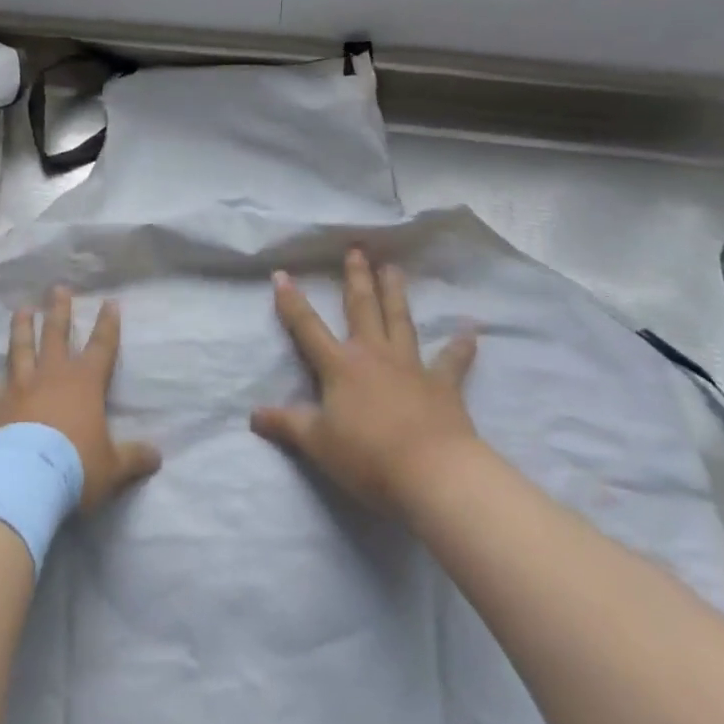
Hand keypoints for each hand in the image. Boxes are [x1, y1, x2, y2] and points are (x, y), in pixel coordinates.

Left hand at [0, 287, 160, 510]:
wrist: (27, 480)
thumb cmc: (76, 468)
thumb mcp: (114, 467)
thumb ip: (134, 457)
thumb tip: (157, 456)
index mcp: (85, 384)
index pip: (102, 347)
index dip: (107, 325)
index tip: (109, 302)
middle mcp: (51, 376)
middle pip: (56, 335)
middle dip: (59, 311)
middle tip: (58, 289)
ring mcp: (18, 387)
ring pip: (20, 349)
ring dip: (21, 329)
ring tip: (22, 309)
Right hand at [251, 250, 481, 518]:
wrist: (432, 473)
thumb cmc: (367, 456)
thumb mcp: (316, 442)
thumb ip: (286, 424)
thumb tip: (253, 415)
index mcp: (339, 366)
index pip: (307, 327)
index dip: (292, 302)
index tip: (281, 274)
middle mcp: (373, 355)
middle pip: (362, 309)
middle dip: (356, 278)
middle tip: (357, 249)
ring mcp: (411, 366)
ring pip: (400, 320)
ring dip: (396, 293)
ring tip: (393, 268)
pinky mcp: (443, 385)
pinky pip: (453, 360)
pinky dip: (461, 345)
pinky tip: (470, 330)